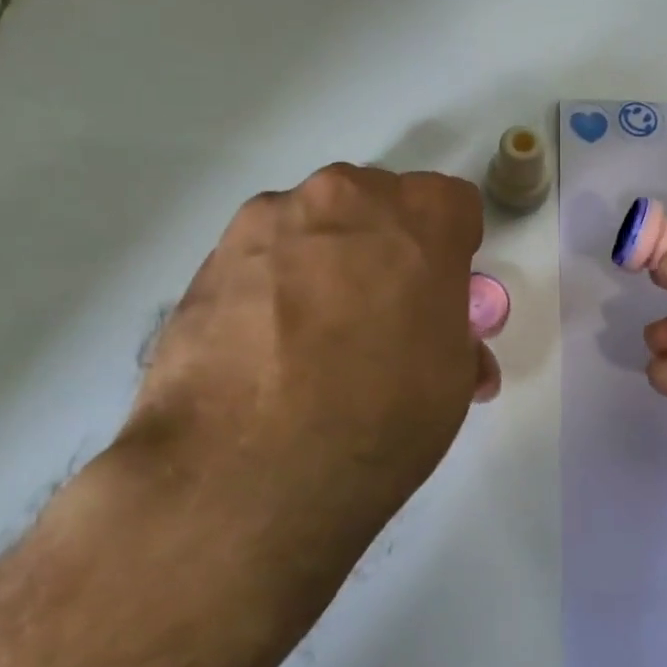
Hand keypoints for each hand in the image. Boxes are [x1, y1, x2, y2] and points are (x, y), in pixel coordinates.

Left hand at [121, 164, 497, 622]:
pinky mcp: (213, 253)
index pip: (452, 205)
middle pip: (380, 203)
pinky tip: (263, 345)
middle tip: (377, 312)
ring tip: (308, 335)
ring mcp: (273, 218)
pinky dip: (271, 282)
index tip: (436, 291)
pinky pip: (262, 253)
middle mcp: (349, 195)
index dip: (451, 248)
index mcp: (423, 215)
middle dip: (386, 244)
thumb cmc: (382, 417)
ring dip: (325, 258)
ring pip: (316, 223)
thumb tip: (440, 342)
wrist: (248, 471)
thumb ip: (453, 336)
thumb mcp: (451, 381)